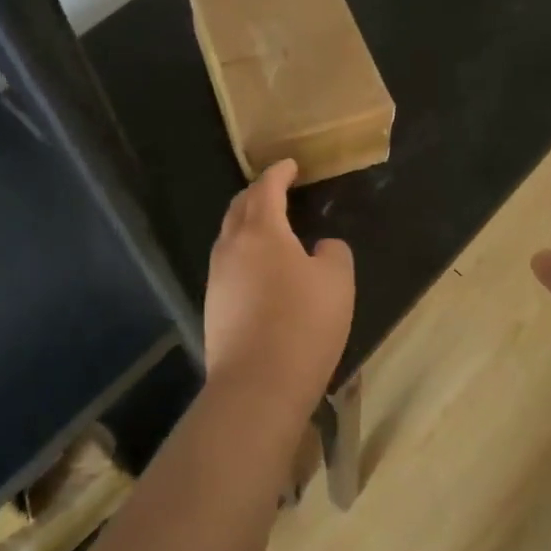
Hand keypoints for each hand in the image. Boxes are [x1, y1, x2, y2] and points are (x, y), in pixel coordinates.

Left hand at [203, 160, 354, 425]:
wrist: (258, 385)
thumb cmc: (304, 324)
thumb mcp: (337, 281)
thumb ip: (333, 253)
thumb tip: (320, 248)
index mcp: (262, 231)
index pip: (266, 189)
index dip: (279, 173)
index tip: (290, 165)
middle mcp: (231, 248)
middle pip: (239, 208)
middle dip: (257, 193)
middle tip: (276, 188)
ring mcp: (217, 279)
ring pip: (229, 237)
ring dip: (247, 223)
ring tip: (268, 226)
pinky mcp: (213, 307)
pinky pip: (228, 265)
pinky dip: (244, 253)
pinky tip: (260, 269)